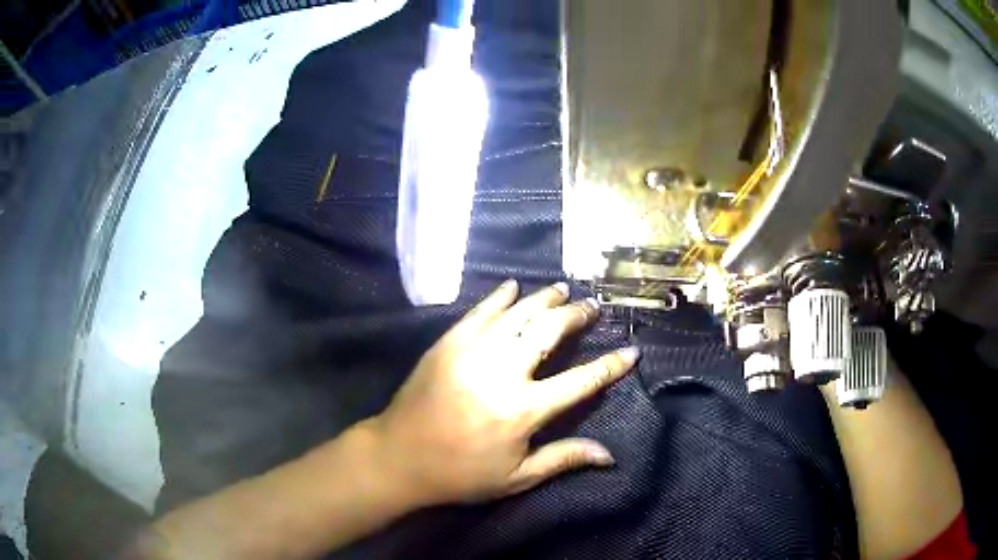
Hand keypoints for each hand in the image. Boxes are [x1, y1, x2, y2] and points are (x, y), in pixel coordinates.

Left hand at [368, 280, 638, 506]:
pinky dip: (500, 296)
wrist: (398, 456)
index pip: (581, 381)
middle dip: (576, 316)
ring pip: (517, 313)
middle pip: (549, 332)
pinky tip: (514, 286)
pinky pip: (479, 311)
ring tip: (563, 289)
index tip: (632, 351)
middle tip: (592, 307)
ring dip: (544, 298)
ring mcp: (471, 352)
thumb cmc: (460, 473)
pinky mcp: (448, 343)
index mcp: (522, 410)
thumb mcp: (516, 477)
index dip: (610, 366)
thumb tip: (610, 455)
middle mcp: (502, 372)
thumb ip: (563, 458)